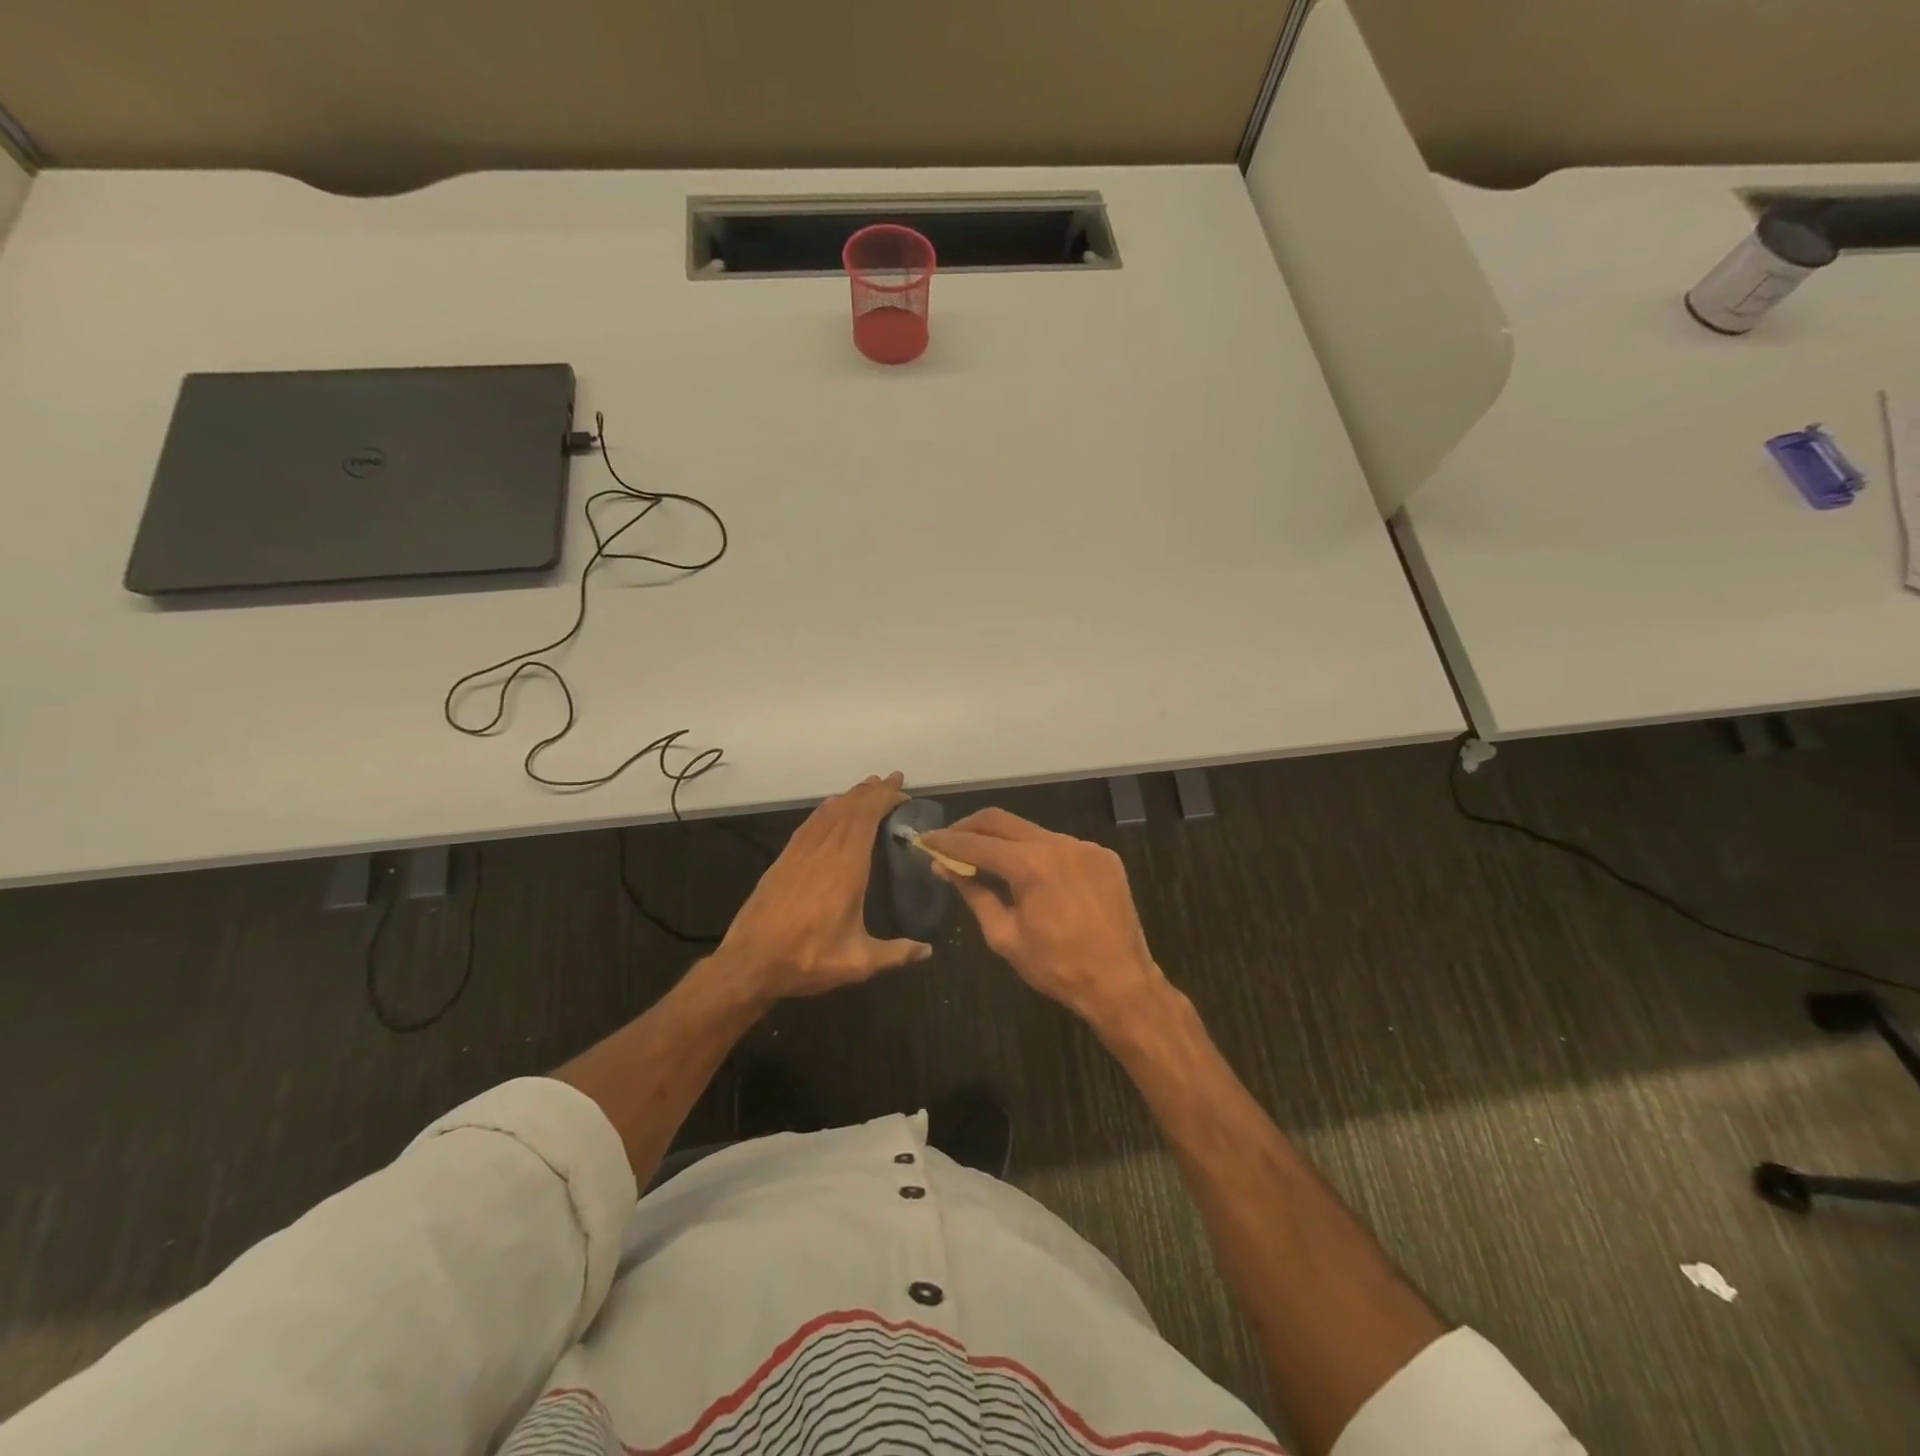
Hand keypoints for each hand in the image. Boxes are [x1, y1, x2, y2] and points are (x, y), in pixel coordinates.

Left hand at [716, 772, 931, 1000]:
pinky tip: (833, 808)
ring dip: (850, 795)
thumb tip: (928, 950)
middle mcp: (823, 852)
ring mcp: (799, 853)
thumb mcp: (857, 963)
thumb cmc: (807, 960)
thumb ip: (896, 954)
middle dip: (872, 791)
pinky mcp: (783, 859)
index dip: (883, 799)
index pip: (866, 819)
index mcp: (845, 870)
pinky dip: (827, 809)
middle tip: (893, 780)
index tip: (902, 791)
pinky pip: (810, 823)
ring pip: (828, 812)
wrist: (749, 964)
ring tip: (869, 788)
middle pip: (849, 809)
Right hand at [919, 808, 1167, 1031]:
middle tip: (948, 841)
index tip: (924, 840)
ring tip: (986, 859)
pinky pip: (1061, 846)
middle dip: (970, 828)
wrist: (1121, 982)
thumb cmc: (1056, 967)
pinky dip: (1038, 854)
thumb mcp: (1004, 936)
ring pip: (1033, 831)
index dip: (945, 842)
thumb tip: (948, 869)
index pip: (976, 843)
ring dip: (1005, 841)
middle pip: (1002, 821)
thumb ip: (975, 895)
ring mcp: (1085, 846)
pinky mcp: (1104, 856)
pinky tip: (1031, 875)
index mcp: (1030, 864)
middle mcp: (1058, 843)